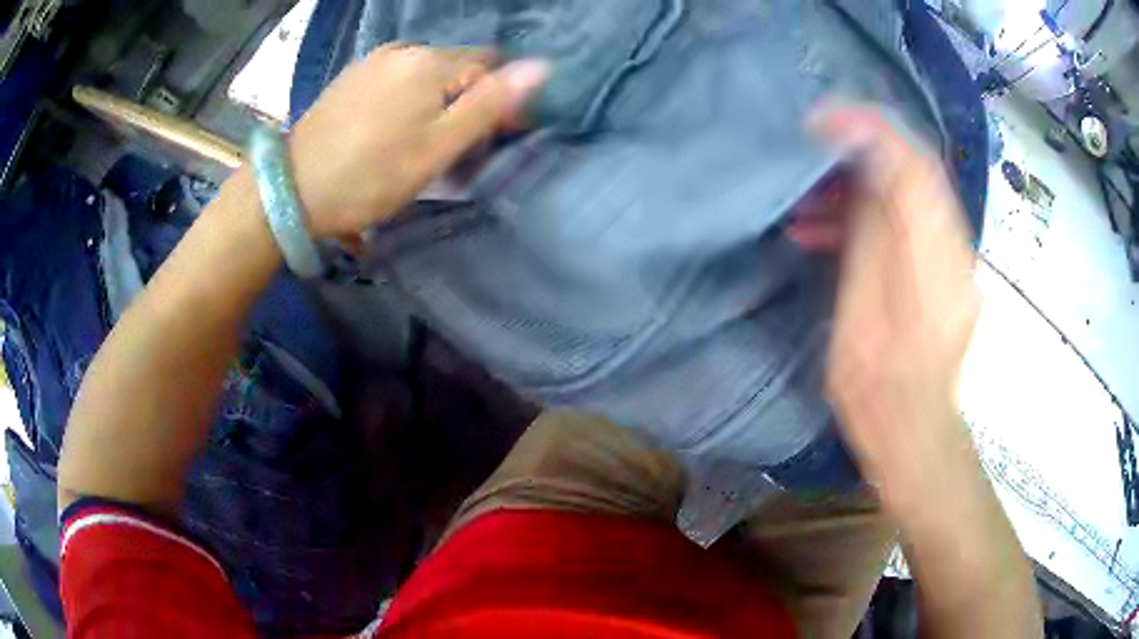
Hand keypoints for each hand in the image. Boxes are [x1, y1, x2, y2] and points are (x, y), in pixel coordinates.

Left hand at [286, 44, 547, 238]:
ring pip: (429, 71)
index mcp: (430, 63)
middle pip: (459, 66)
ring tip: (420, 139)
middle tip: (452, 145)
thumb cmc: (369, 177)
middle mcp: (404, 49)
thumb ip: (489, 105)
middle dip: (467, 98)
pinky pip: (399, 76)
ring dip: (439, 97)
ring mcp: (374, 60)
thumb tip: (542, 67)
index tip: (488, 140)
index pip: (490, 68)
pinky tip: (392, 126)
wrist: (292, 190)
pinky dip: (410, 95)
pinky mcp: (354, 75)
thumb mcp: (437, 149)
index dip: (498, 102)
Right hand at [794, 105, 981, 509]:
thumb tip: (864, 172)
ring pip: (908, 198)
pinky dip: (872, 219)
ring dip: (859, 194)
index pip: (910, 160)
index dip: (868, 128)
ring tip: (809, 214)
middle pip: (913, 172)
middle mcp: (953, 243)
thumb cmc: (880, 386)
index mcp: (933, 250)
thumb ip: (870, 231)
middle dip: (858, 158)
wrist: (914, 434)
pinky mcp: (943, 274)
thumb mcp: (863, 307)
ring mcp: (952, 259)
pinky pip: (909, 225)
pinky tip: (835, 238)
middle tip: (807, 171)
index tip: (820, 122)